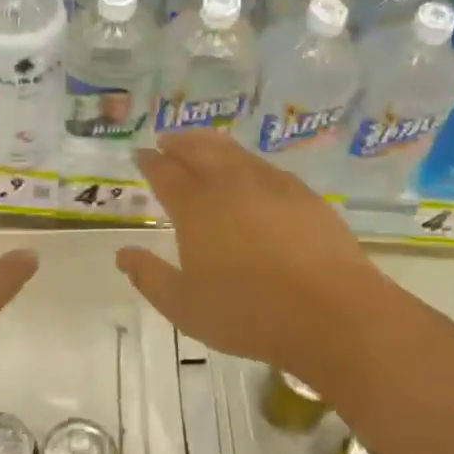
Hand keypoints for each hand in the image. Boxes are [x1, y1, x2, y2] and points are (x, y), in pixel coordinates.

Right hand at [115, 131, 389, 380]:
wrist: (331, 313)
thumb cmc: (248, 313)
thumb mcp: (184, 306)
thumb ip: (149, 277)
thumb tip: (123, 254)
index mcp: (195, 206)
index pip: (165, 172)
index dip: (149, 161)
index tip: (139, 155)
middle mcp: (230, 184)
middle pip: (199, 149)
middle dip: (178, 142)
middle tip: (167, 141)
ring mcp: (271, 184)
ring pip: (234, 152)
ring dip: (211, 143)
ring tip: (202, 144)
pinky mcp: (303, 194)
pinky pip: (265, 166)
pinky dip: (246, 161)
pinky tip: (250, 173)